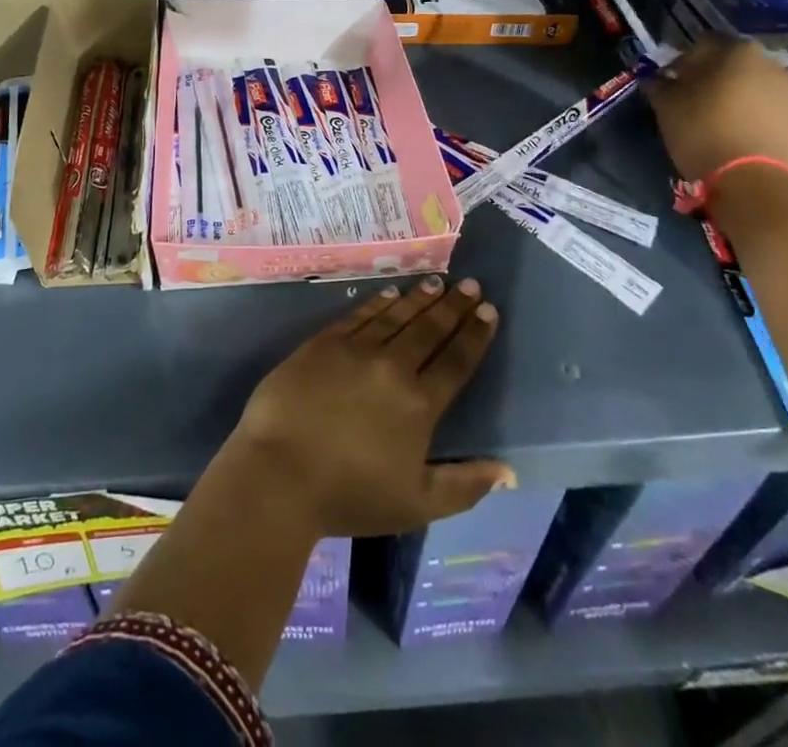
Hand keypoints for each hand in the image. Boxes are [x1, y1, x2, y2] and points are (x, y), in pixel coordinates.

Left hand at [220, 277, 512, 541]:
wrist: (280, 472)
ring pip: (395, 316)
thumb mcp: (417, 505)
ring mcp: (355, 350)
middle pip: (429, 330)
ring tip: (438, 282)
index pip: (456, 362)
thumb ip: (464, 486)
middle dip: (453, 306)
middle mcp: (392, 367)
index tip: (489, 311)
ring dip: (419, 298)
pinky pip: (358, 315)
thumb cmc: (350, 495)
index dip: (474, 335)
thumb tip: (507, 471)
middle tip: (471, 284)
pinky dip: (378, 303)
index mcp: (419, 404)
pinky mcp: (323, 343)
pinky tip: (390, 293)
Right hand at [647, 34, 787, 183]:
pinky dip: (764, 127)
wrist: (758, 185)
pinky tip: (747, 147)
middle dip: (719, 81)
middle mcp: (776, 68)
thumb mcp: (667, 107)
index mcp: (738, 54)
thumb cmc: (704, 133)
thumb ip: (661, 86)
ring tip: (725, 128)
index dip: (685, 60)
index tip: (673, 81)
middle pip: (739, 67)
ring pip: (763, 94)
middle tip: (698, 104)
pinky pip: (780, 122)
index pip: (705, 43)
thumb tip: (657, 80)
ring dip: (745, 103)